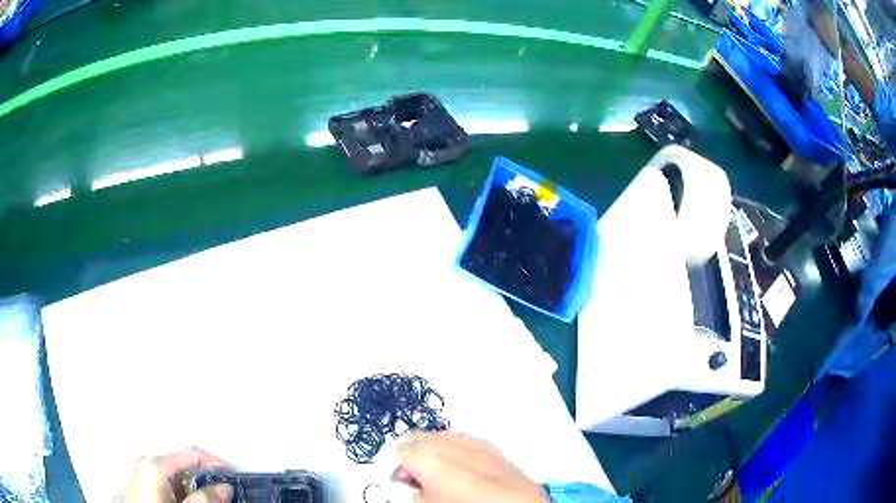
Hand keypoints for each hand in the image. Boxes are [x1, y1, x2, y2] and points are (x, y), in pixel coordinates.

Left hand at [121, 447, 231, 502]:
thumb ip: (204, 498)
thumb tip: (224, 488)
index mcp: (154, 464)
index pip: (192, 453)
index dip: (215, 463)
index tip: (231, 476)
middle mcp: (144, 462)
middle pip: (181, 463)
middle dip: (201, 477)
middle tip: (218, 494)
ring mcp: (137, 473)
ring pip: (171, 474)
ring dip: (188, 485)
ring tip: (199, 499)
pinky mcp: (135, 485)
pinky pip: (160, 480)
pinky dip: (175, 488)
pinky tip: (178, 500)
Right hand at [397, 432, 547, 502]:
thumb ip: (414, 492)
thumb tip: (414, 486)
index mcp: (430, 457)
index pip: (399, 450)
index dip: (394, 466)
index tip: (397, 479)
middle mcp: (453, 445)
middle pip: (419, 437)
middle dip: (412, 454)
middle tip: (413, 479)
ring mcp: (478, 445)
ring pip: (444, 436)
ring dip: (434, 450)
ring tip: (436, 475)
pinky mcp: (497, 451)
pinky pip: (468, 442)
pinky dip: (458, 450)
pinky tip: (459, 469)